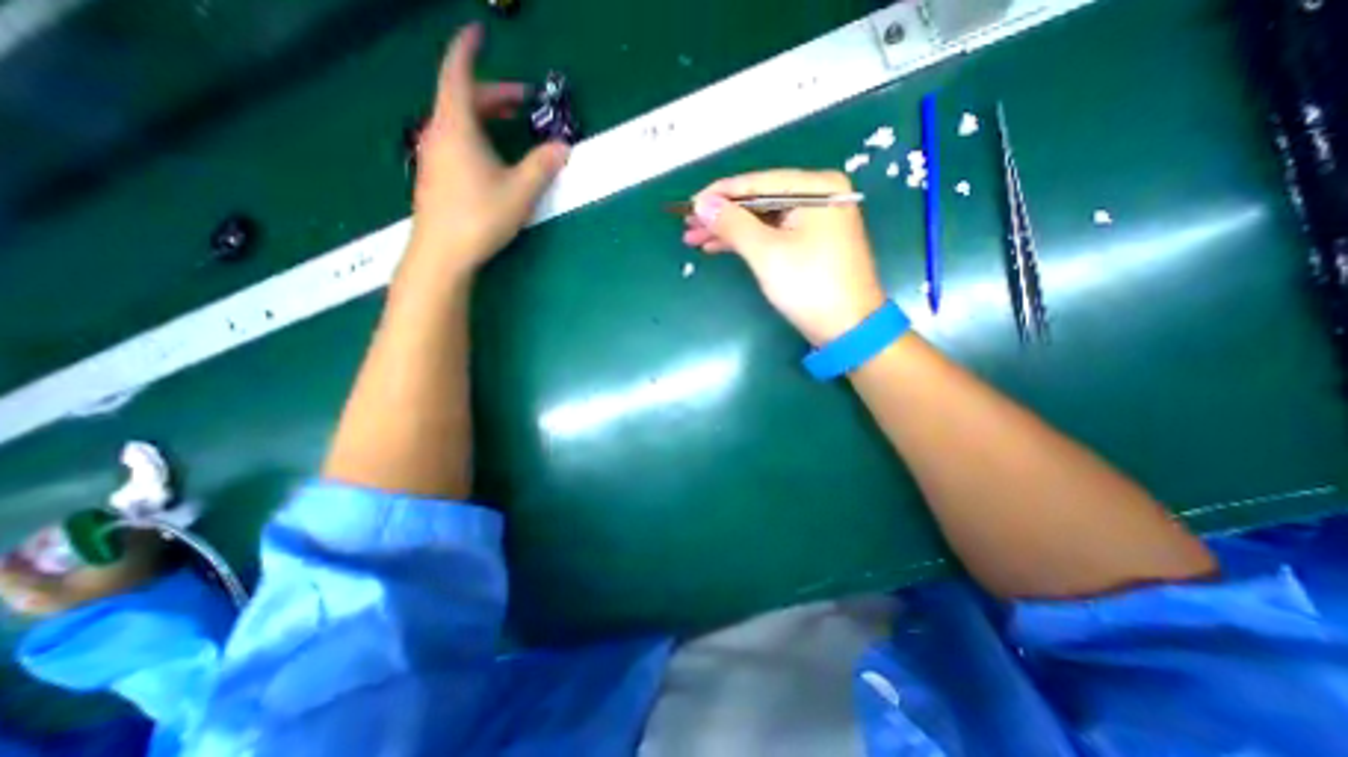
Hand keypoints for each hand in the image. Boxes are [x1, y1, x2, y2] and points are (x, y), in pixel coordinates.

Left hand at [416, 28, 571, 276]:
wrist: (442, 253)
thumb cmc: (480, 216)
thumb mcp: (520, 192)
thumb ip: (542, 166)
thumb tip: (563, 147)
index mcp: (456, 126)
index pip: (458, 73)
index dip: (468, 49)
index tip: (480, 33)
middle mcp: (439, 133)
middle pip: (462, 98)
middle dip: (494, 94)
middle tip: (523, 101)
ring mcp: (433, 154)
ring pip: (459, 121)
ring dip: (486, 116)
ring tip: (511, 125)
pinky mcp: (434, 174)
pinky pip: (455, 140)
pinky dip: (476, 135)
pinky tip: (493, 155)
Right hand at [687, 170, 886, 345]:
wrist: (847, 329)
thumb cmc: (809, 286)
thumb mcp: (767, 253)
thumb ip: (733, 224)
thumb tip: (702, 203)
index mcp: (816, 188)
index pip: (757, 182)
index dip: (719, 194)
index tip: (688, 205)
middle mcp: (818, 196)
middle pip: (758, 200)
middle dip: (721, 215)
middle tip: (688, 225)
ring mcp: (815, 221)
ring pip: (762, 219)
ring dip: (729, 230)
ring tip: (695, 238)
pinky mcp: (809, 243)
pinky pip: (771, 234)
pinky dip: (746, 241)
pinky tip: (718, 246)